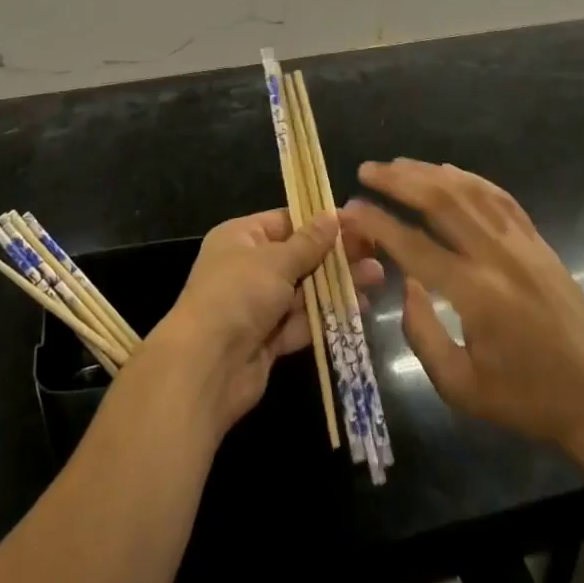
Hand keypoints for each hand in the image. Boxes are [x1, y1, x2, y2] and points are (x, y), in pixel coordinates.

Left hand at [144, 209, 382, 436]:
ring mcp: (258, 305)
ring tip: (377, 277)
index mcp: (241, 237)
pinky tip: (359, 307)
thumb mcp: (275, 260)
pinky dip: (327, 315)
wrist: (206, 367)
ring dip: (338, 284)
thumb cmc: (238, 294)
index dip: (321, 222)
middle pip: (299, 256)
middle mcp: (248, 267)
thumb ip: (308, 242)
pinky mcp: (269, 340)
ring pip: (305, 289)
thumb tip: (332, 215)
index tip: (357, 222)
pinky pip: (302, 321)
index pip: (286, 221)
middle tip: (376, 250)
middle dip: (336, 255)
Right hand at [342, 161, 583, 461]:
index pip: (413, 245)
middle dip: (398, 180)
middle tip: (366, 171)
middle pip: (440, 200)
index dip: (377, 223)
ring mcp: (522, 243)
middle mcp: (497, 257)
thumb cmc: (524, 399)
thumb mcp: (461, 388)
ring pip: (468, 190)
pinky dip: (469, 178)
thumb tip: (404, 284)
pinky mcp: (538, 240)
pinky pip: (499, 196)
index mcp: (476, 295)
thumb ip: (422, 335)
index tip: (350, 210)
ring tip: (396, 165)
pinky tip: (446, 171)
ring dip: (428, 172)